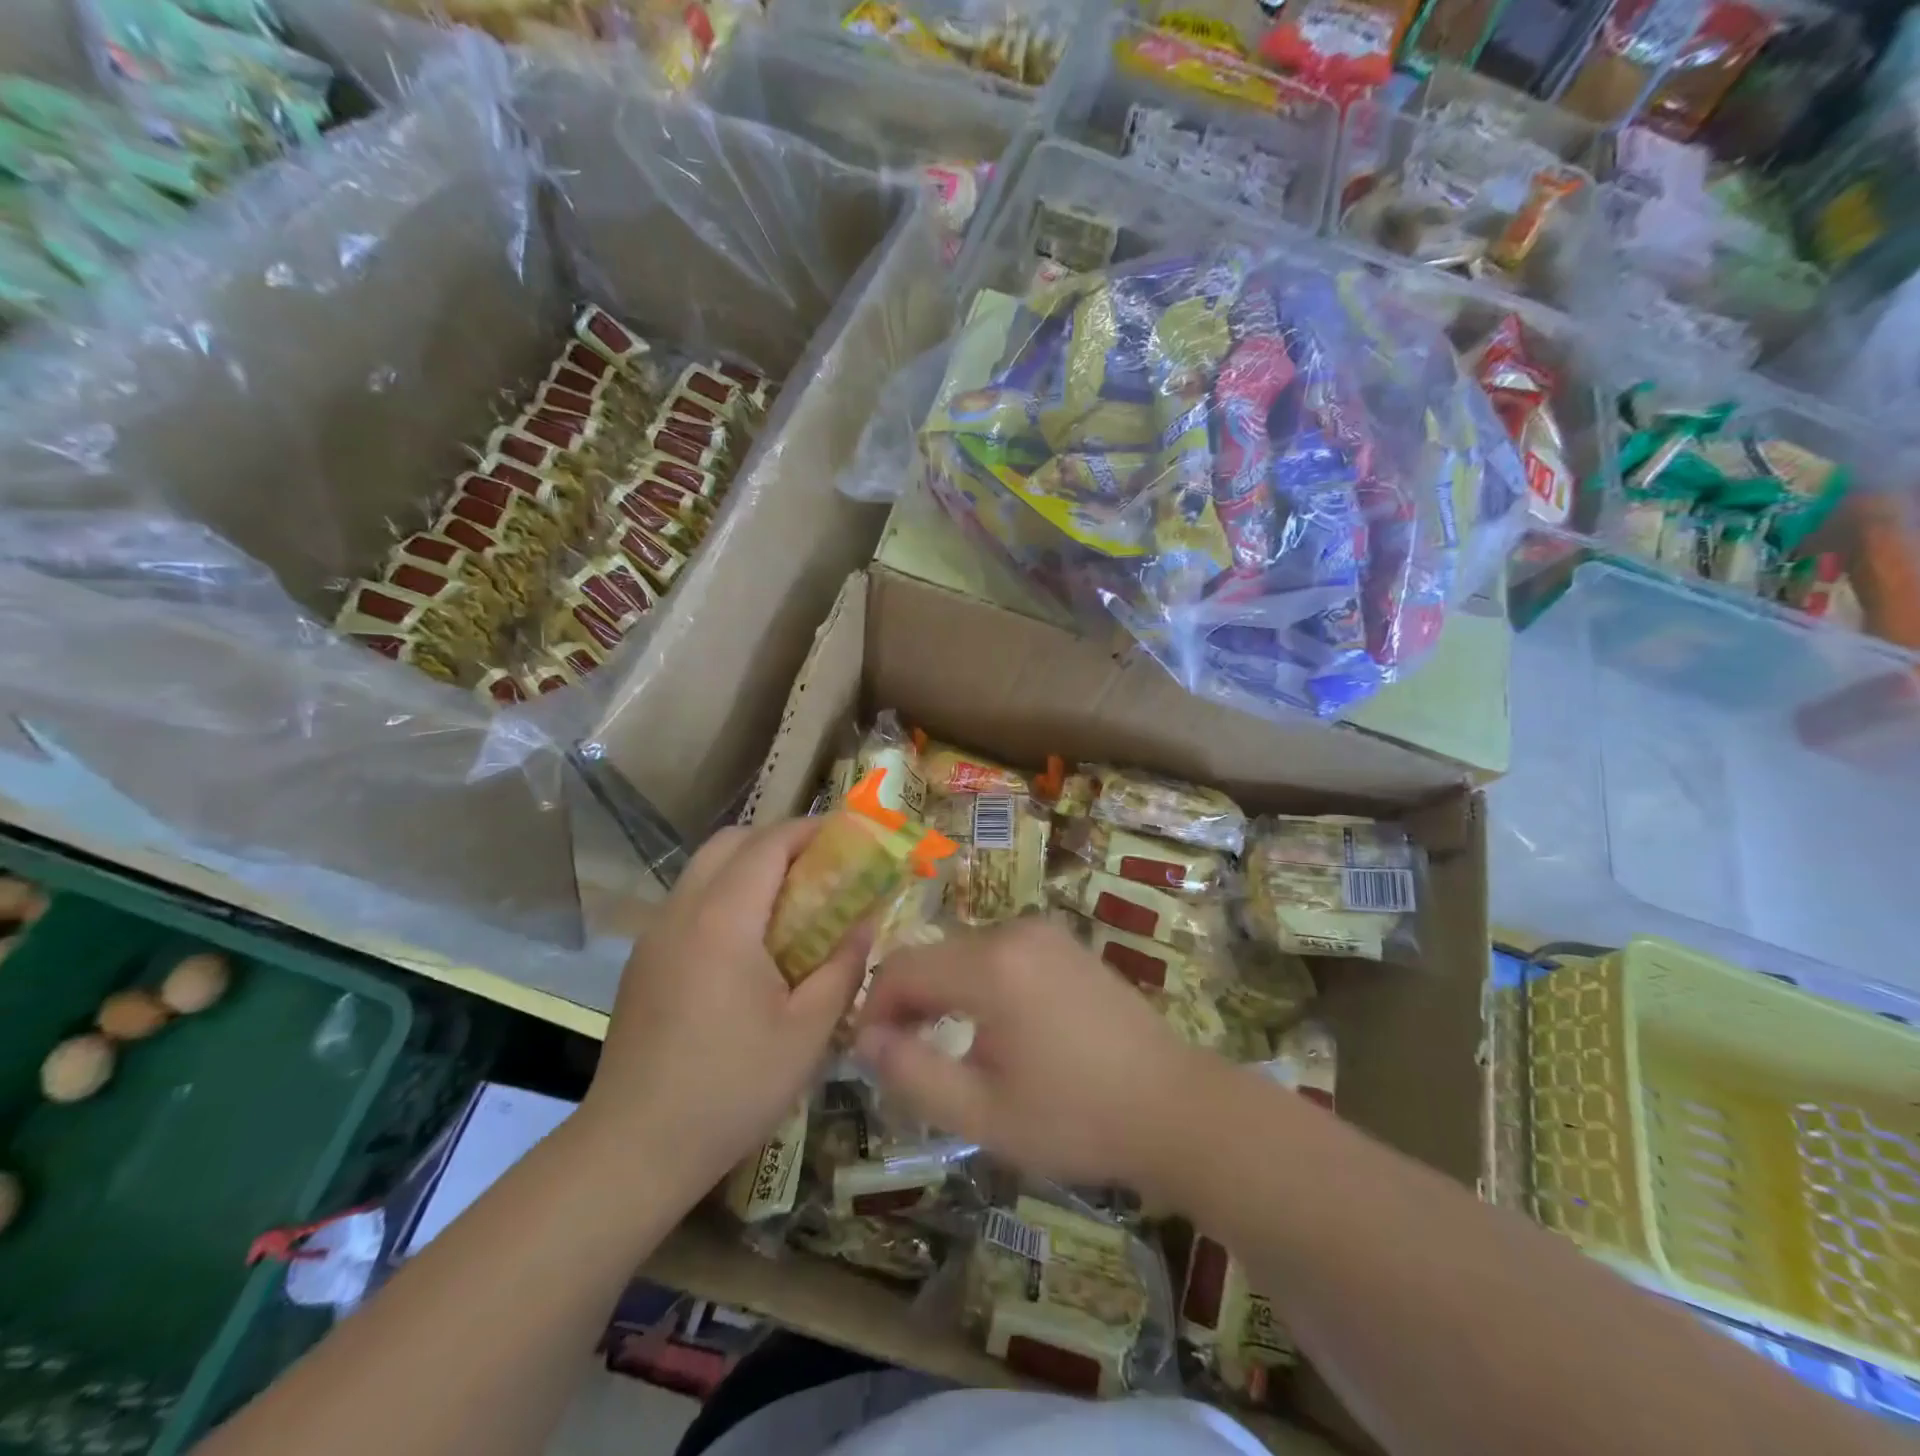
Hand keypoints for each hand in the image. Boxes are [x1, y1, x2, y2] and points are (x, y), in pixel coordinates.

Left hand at [581, 819, 867, 1194]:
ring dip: (749, 867)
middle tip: (821, 866)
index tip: (849, 835)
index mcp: (723, 920)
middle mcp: (682, 912)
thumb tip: (866, 922)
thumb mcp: (808, 1031)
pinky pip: (689, 902)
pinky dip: (725, 895)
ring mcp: (655, 935)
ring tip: (791, 901)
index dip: (810, 830)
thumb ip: (843, 966)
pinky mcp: (643, 962)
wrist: (633, 1149)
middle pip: (729, 843)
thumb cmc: (732, 1087)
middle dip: (778, 840)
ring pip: (704, 870)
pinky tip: (750, 944)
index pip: (768, 844)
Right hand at [854, 918, 1198, 1191]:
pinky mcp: (1065, 944)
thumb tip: (865, 1039)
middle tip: (906, 1060)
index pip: (902, 967)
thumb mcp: (982, 1113)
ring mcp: (1045, 932)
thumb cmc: (1075, 1118)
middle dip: (908, 1003)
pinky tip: (995, 1028)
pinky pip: (1000, 953)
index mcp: (991, 966)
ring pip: (965, 953)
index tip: (870, 1055)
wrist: (1175, 1107)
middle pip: (933, 955)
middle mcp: (1015, 931)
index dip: (875, 1008)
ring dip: (943, 993)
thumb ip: (912, 1073)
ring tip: (947, 1048)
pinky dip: (979, 983)